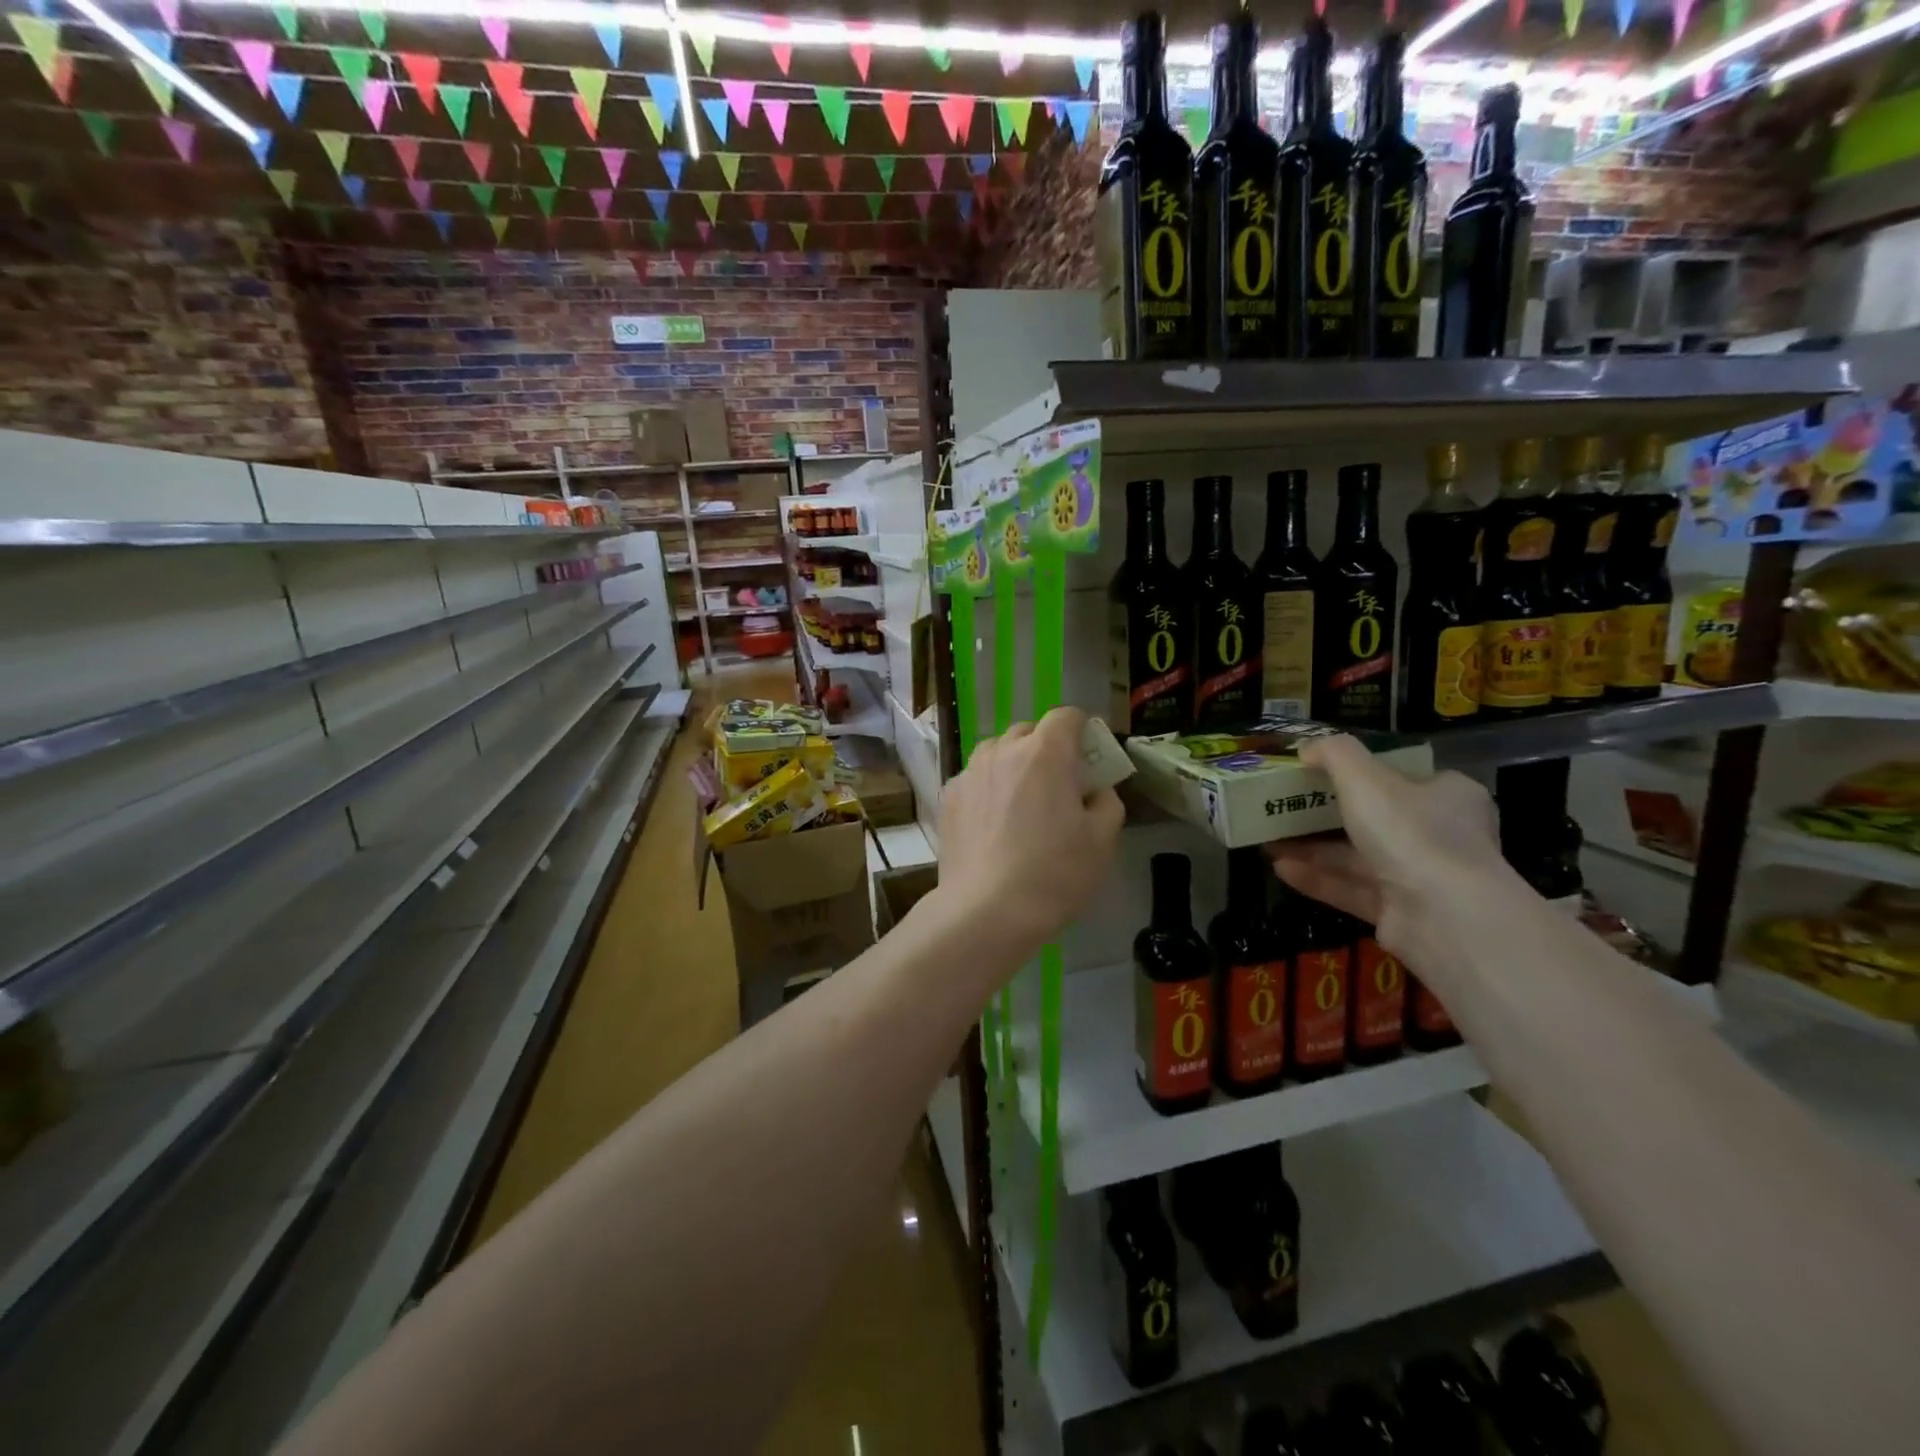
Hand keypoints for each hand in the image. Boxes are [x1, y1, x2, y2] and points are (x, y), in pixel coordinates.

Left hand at [936, 706, 1124, 964]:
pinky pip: (974, 779)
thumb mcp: (1103, 840)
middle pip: (1028, 732)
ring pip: (996, 752)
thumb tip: (1094, 790)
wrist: (986, 910)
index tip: (1089, 755)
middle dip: (1046, 748)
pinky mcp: (948, 798)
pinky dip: (987, 788)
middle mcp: (1003, 751)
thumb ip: (1106, 801)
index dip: (1082, 729)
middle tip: (1058, 784)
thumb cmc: (1054, 873)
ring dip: (1012, 764)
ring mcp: (970, 773)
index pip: (1066, 716)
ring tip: (1021, 801)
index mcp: (1046, 752)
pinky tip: (992, 823)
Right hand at [1266, 734, 1514, 968]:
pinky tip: (1280, 868)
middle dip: (1325, 815)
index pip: (1406, 778)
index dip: (1365, 773)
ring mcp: (1421, 878)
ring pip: (1358, 858)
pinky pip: (1351, 889)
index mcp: (1449, 796)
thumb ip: (1334, 754)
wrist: (1444, 916)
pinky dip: (1317, 878)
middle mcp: (1441, 836)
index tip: (1322, 773)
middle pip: (1375, 819)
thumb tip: (1307, 747)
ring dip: (1313, 848)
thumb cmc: (1410, 832)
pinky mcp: (1400, 914)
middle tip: (1285, 807)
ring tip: (1269, 839)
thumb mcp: (1365, 778)